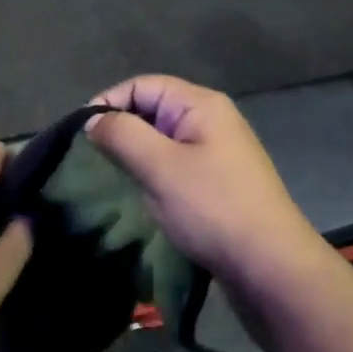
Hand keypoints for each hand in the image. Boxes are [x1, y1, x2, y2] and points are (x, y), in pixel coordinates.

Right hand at [85, 76, 325, 285]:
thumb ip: (122, 135)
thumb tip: (93, 120)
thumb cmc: (213, 208)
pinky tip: (145, 196)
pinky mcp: (217, 182)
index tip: (82, 135)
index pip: (143, 85)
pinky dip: (154, 174)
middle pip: (153, 109)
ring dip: (136, 155)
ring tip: (116, 179)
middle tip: (95, 160)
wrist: (270, 266)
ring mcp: (217, 153)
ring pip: (162, 140)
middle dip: (122, 130)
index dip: (109, 102)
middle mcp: (211, 121)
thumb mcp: (160, 167)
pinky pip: (176, 164)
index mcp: (201, 105)